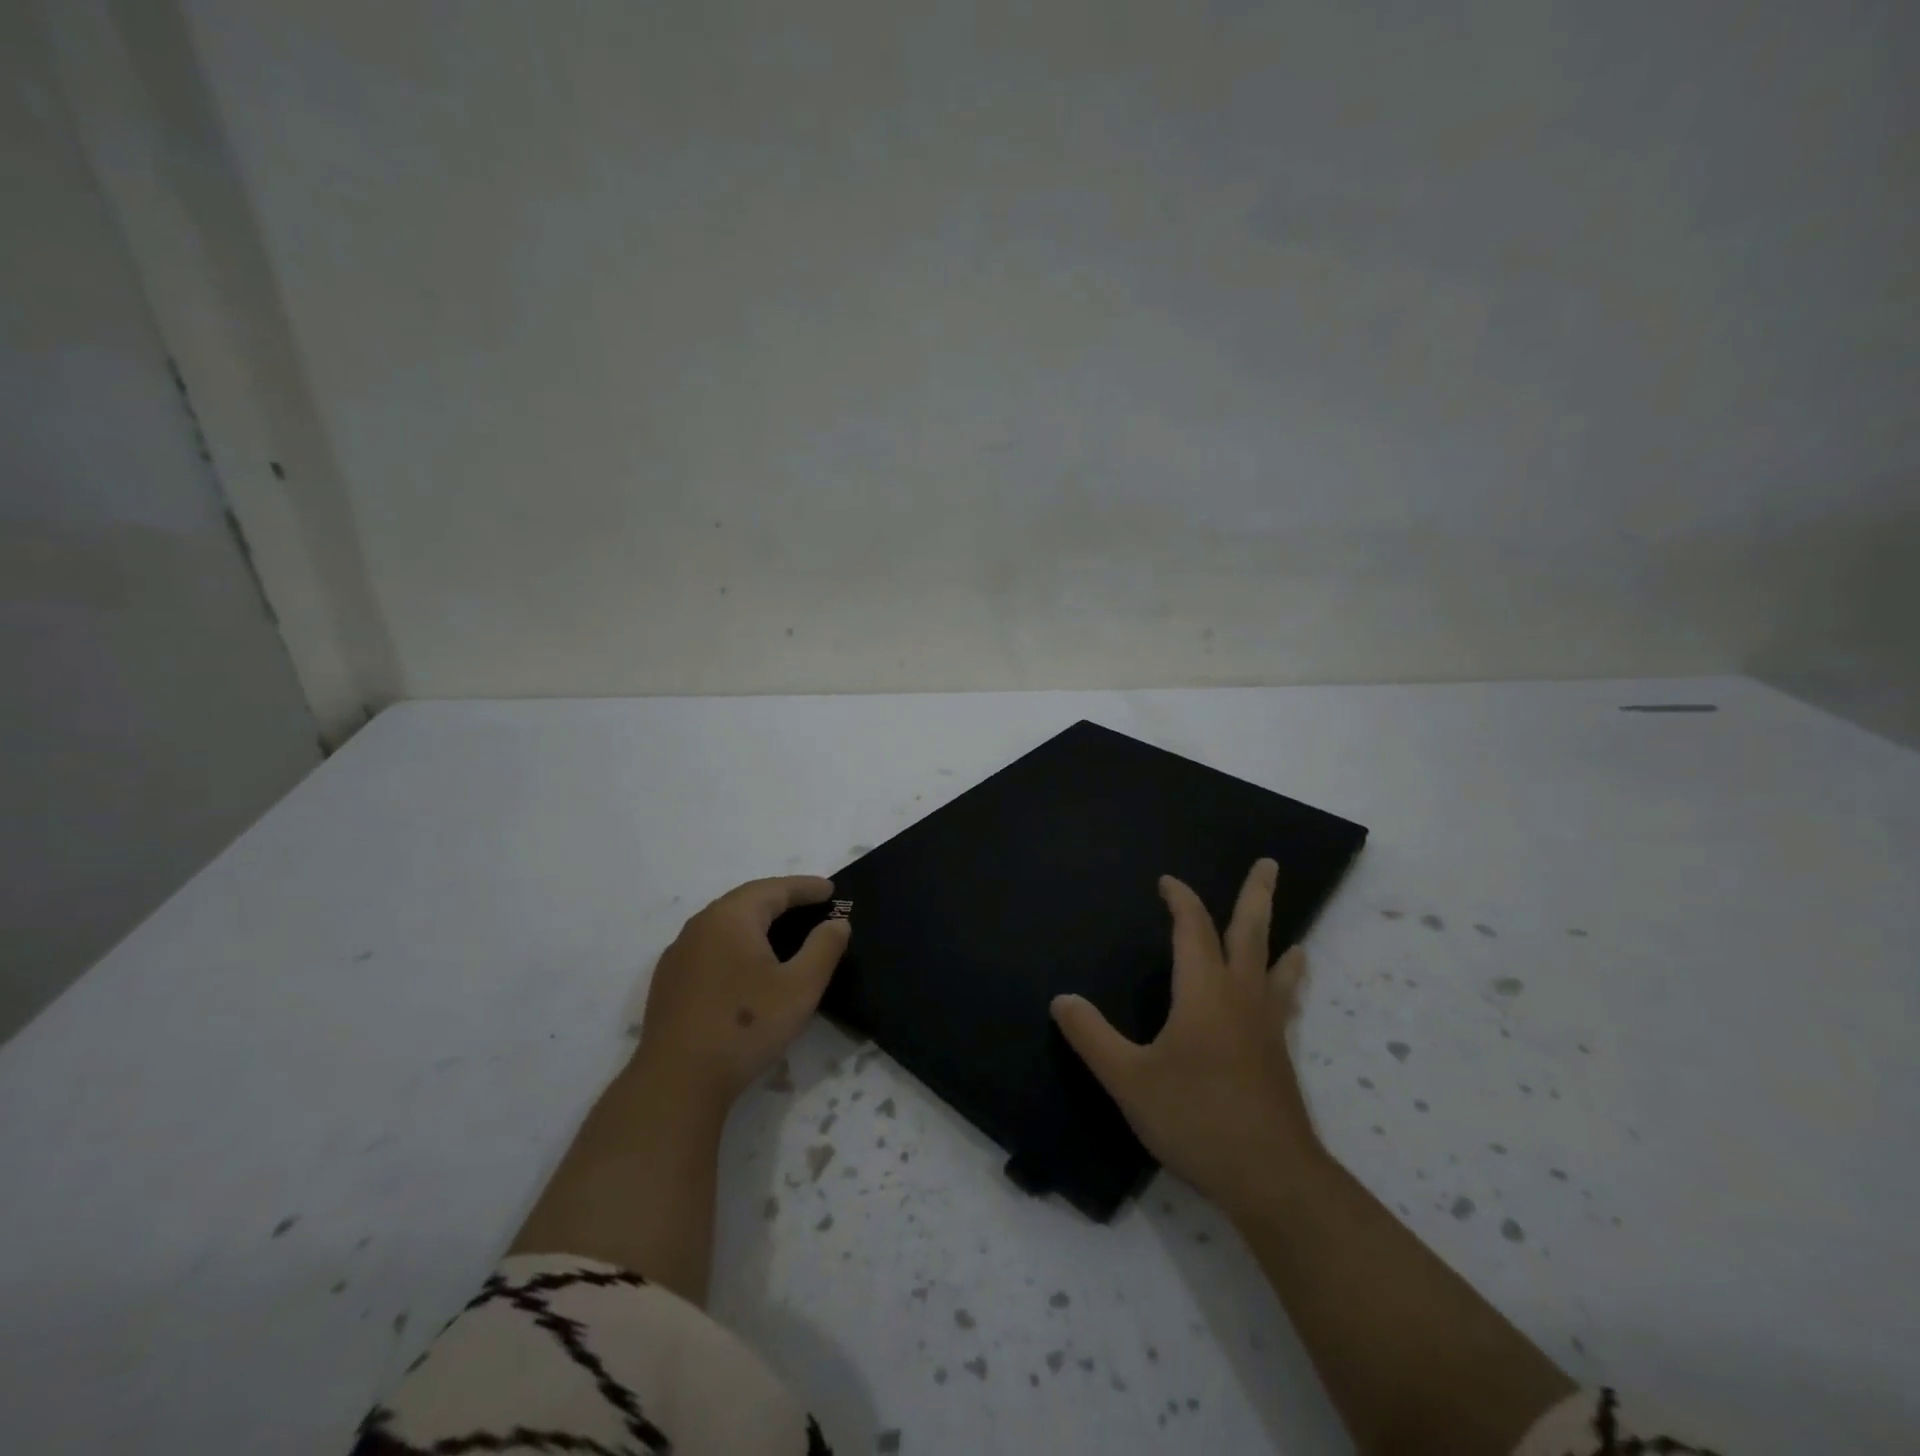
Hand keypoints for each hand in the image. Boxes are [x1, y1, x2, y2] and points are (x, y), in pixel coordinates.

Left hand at [633, 876, 850, 1110]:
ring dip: (757, 920)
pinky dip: (737, 942)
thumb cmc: (745, 1027)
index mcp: (731, 918)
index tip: (831, 890)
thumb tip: (837, 922)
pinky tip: (748, 963)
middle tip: (812, 904)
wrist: (676, 1083)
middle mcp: (700, 925)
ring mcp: (679, 953)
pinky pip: (711, 945)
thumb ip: (823, 948)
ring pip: (726, 922)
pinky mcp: (670, 981)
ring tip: (785, 929)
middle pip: (747, 900)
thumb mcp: (800, 988)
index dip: (806, 887)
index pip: (775, 889)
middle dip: (781, 898)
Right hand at [1051, 859, 1321, 1212]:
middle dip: (1256, 895)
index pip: (1192, 929)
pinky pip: (1284, 1002)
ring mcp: (1267, 1027)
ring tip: (1292, 932)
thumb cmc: (1196, 1118)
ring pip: (1276, 967)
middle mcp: (1241, 997)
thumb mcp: (1129, 1079)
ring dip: (1278, 940)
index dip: (1180, 900)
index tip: (1168, 882)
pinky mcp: (1279, 1056)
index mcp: (1204, 991)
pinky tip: (1286, 998)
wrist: (1272, 1177)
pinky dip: (1288, 984)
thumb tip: (1062, 1000)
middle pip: (1251, 933)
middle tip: (1269, 864)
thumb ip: (1093, 1037)